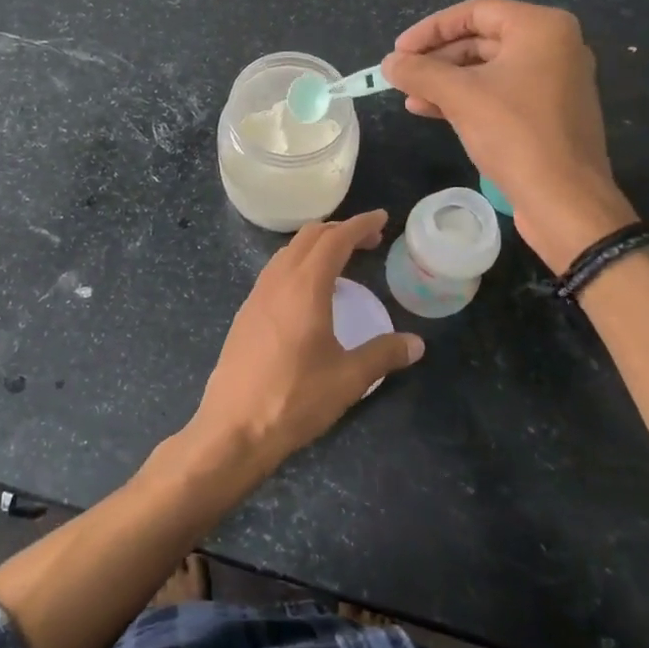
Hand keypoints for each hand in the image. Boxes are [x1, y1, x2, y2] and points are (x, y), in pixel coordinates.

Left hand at [186, 210, 422, 472]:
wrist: (233, 428)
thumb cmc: (294, 399)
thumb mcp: (348, 379)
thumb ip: (383, 355)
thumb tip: (416, 344)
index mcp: (304, 286)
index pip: (335, 239)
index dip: (360, 225)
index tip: (382, 219)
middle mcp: (277, 281)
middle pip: (309, 237)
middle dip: (340, 230)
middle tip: (369, 241)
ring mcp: (256, 296)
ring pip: (288, 252)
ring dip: (316, 246)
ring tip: (341, 260)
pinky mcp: (245, 314)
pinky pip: (275, 272)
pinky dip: (298, 264)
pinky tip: (309, 291)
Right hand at [382, 0, 637, 272]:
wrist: (564, 200)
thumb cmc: (515, 134)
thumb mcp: (460, 96)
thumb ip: (420, 72)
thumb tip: (388, 63)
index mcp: (541, 28)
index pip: (475, 11)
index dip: (431, 29)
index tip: (399, 50)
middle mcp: (554, 46)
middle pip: (481, 39)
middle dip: (437, 58)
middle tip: (401, 74)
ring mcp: (554, 81)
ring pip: (487, 69)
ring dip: (445, 81)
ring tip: (409, 96)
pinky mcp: (548, 113)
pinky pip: (500, 93)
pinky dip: (466, 98)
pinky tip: (430, 110)